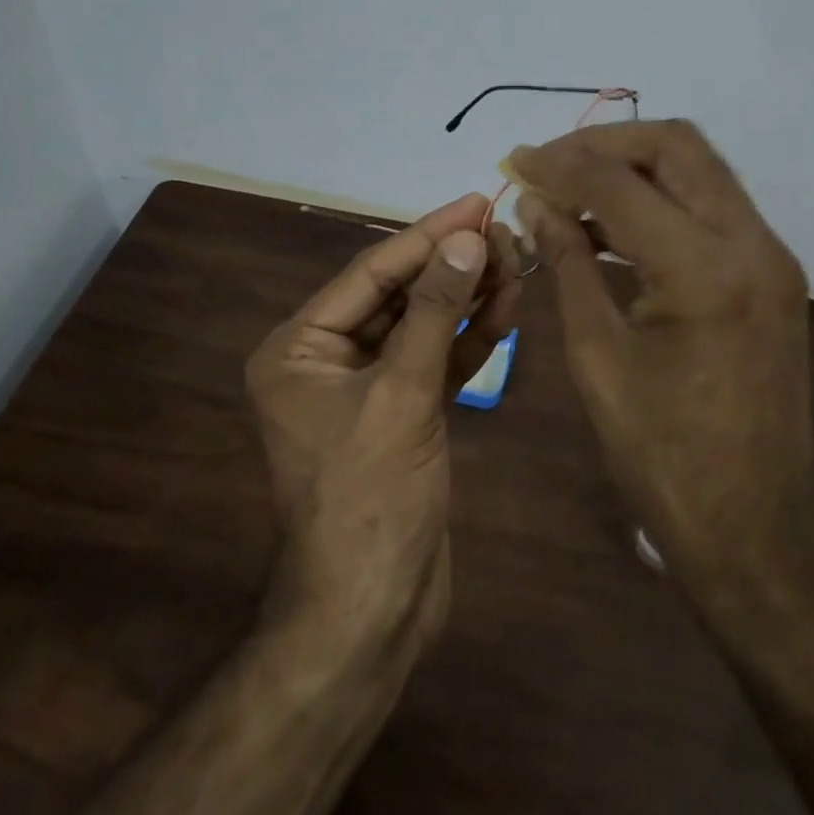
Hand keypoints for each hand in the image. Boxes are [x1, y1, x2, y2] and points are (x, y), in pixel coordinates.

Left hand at [245, 194, 520, 656]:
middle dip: (451, 266)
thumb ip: (434, 312)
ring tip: (516, 262)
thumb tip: (467, 238)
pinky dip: (467, 339)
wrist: (372, 612)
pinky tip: (506, 308)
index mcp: (298, 347)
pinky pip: (434, 362)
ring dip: (465, 298)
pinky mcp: (401, 414)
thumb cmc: (370, 498)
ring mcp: (365, 388)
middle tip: (506, 231)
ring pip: (420, 327)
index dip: (426, 235)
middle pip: (397, 295)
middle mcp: (324, 359)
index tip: (475, 202)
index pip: (370, 273)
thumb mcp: (402, 395)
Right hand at [510, 121, 813, 590]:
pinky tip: (608, 225)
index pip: (621, 184)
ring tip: (568, 188)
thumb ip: (567, 264)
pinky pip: (710, 208)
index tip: (513, 163)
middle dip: (603, 144)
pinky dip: (658, 201)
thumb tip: (534, 203)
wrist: (754, 527)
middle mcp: (752, 245)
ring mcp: (771, 258)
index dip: (559, 165)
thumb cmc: (662, 455)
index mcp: (706, 271)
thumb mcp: (596, 356)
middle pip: (677, 146)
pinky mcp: (771, 275)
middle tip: (547, 163)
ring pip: (698, 169)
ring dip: (632, 168)